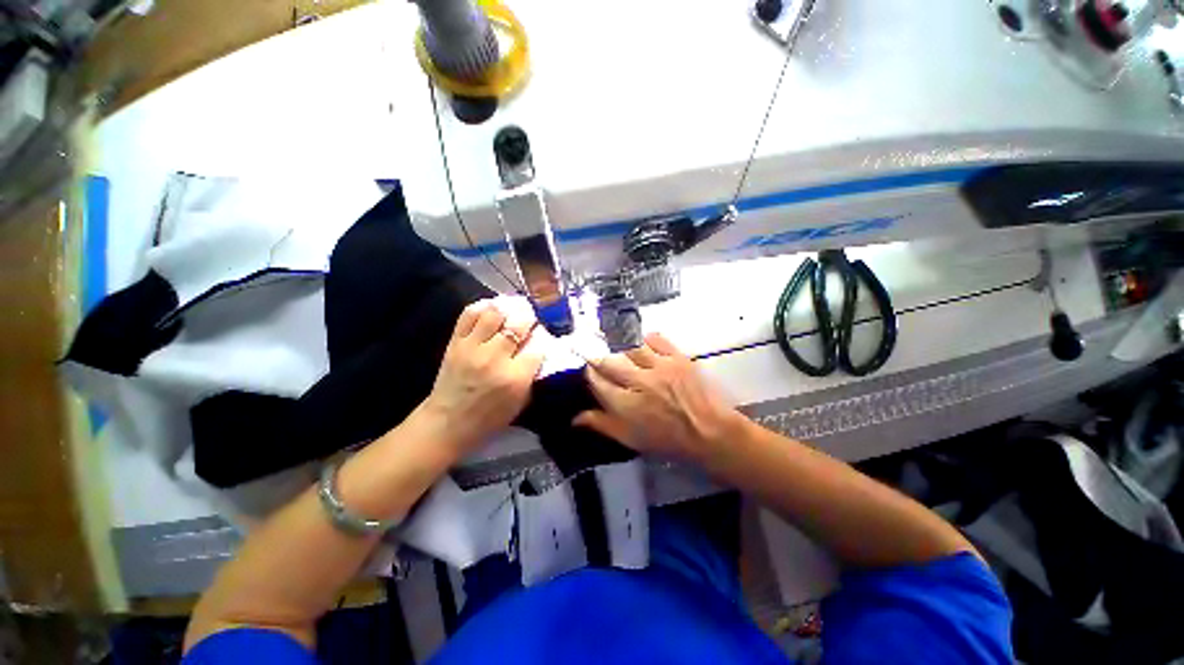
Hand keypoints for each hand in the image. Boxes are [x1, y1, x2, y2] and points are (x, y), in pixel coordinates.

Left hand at [418, 301, 543, 455]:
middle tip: (530, 320)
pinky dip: (482, 307)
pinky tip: (491, 309)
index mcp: (515, 378)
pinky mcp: (455, 343)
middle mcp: (495, 358)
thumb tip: (540, 349)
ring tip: (511, 311)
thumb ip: (533, 375)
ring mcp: (473, 348)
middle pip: (519, 325)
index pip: (538, 346)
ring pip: (495, 314)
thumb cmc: (490, 418)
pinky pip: (469, 314)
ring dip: (507, 309)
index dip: (543, 339)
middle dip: (529, 319)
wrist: (448, 423)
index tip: (543, 337)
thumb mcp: (521, 402)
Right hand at [574, 332, 743, 468]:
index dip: (590, 374)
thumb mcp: (631, 440)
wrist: (710, 432)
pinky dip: (645, 339)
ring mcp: (660, 367)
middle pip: (609, 362)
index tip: (589, 371)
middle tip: (596, 356)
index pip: (598, 382)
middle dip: (598, 357)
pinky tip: (642, 344)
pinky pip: (656, 339)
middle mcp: (640, 382)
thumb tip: (575, 418)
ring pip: (630, 348)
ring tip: (618, 349)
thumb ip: (602, 425)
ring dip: (620, 348)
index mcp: (626, 405)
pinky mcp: (677, 357)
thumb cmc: (668, 440)